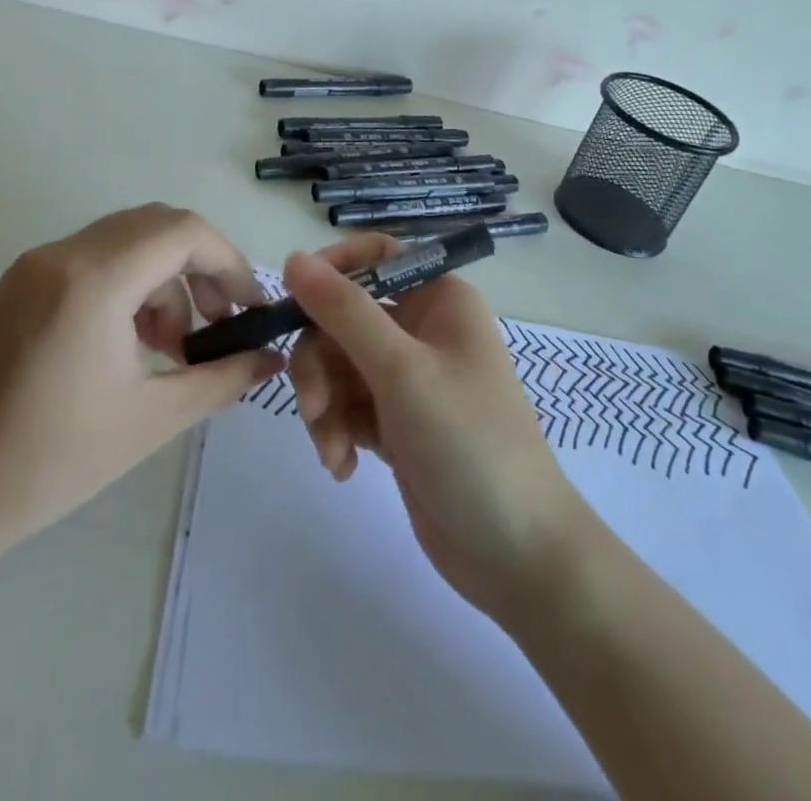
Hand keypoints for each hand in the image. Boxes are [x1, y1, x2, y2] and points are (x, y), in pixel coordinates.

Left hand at [0, 205, 283, 560]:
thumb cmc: (50, 461)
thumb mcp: (152, 419)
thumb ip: (222, 378)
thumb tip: (271, 358)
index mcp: (95, 279)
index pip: (185, 231)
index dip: (229, 262)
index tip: (249, 308)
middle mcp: (64, 253)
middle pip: (158, 226)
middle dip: (201, 268)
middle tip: (220, 324)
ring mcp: (36, 264)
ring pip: (127, 240)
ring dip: (165, 279)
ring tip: (175, 346)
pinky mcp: (21, 283)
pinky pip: (95, 260)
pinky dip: (130, 285)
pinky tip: (135, 342)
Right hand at [285, 237, 591, 621]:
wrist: (517, 554)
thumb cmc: (467, 442)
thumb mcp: (400, 369)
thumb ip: (343, 310)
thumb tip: (294, 257)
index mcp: (438, 298)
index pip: (376, 256)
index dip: (332, 269)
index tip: (293, 300)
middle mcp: (422, 328)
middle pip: (344, 316)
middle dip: (320, 361)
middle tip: (315, 404)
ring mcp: (408, 378)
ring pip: (338, 364)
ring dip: (324, 404)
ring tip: (333, 449)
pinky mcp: (396, 422)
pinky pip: (347, 405)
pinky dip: (337, 430)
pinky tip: (343, 466)